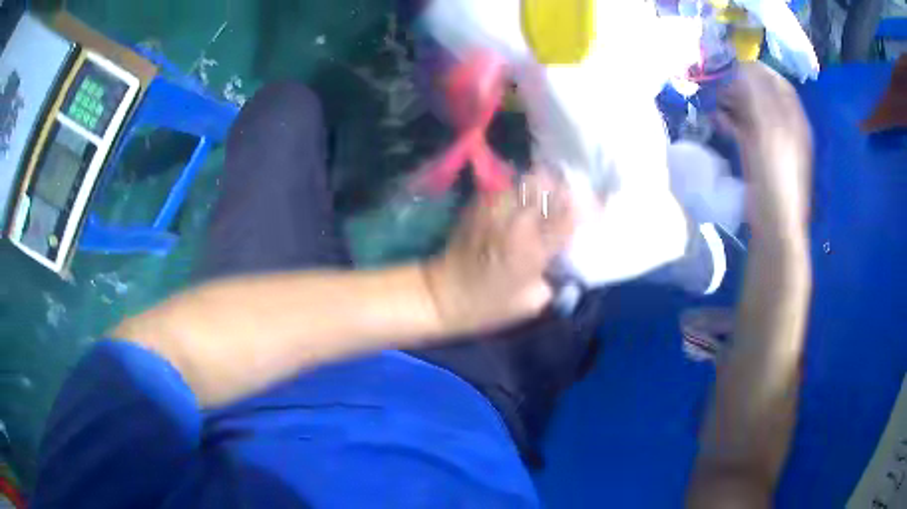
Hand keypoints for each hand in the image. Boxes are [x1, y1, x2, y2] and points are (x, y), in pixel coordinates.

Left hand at [424, 172, 576, 334]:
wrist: (443, 294)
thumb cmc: (489, 306)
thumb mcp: (533, 302)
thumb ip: (554, 275)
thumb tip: (562, 256)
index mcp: (533, 248)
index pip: (570, 214)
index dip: (588, 207)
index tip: (597, 208)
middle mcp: (516, 221)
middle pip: (550, 186)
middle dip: (566, 189)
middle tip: (571, 198)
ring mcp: (495, 208)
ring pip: (528, 180)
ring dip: (544, 185)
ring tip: (549, 195)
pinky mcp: (479, 204)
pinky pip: (507, 185)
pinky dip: (521, 189)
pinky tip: (524, 200)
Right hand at [717, 62, 812, 237]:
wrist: (775, 224)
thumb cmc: (776, 175)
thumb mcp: (768, 129)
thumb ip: (757, 94)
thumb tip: (741, 66)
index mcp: (793, 117)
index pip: (775, 81)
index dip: (754, 68)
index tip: (730, 63)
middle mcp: (786, 125)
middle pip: (762, 94)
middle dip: (739, 84)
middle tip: (716, 81)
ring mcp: (774, 142)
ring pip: (752, 111)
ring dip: (733, 102)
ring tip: (712, 99)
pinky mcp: (762, 157)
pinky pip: (747, 130)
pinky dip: (732, 122)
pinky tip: (717, 121)